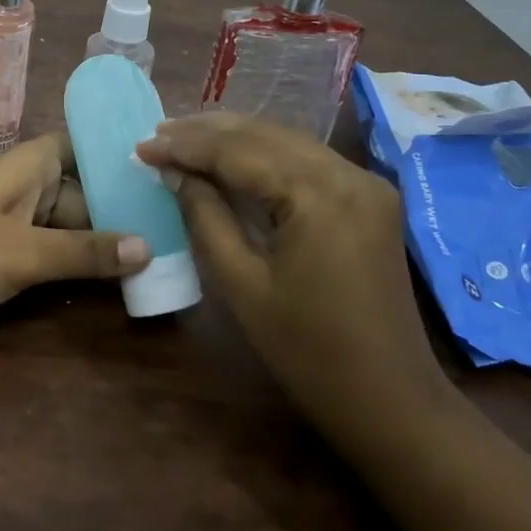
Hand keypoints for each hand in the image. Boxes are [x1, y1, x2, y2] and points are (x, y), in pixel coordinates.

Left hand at [0, 131, 151, 336]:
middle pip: (77, 189)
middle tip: (169, 231)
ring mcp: (2, 218)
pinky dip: (66, 260)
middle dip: (115, 209)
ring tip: (148, 258)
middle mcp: (18, 185)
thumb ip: (84, 251)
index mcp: (26, 166)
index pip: (80, 145)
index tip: (158, 172)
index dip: (115, 154)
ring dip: (93, 240)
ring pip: (59, 222)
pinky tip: (98, 280)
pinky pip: (38, 248)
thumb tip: (148, 246)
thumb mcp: (23, 252)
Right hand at [136, 113, 446, 422]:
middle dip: (207, 132)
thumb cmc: (307, 350)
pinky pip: (307, 160)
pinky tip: (232, 157)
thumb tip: (173, 172)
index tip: (141, 145)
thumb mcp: (241, 283)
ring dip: (234, 138)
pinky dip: (264, 155)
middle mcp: (348, 173)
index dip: (186, 146)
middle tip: (158, 133)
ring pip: (287, 141)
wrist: (389, 398)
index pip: (239, 152)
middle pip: (265, 135)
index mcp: (319, 195)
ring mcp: (365, 182)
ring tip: (184, 138)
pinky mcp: (369, 196)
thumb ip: (204, 216)